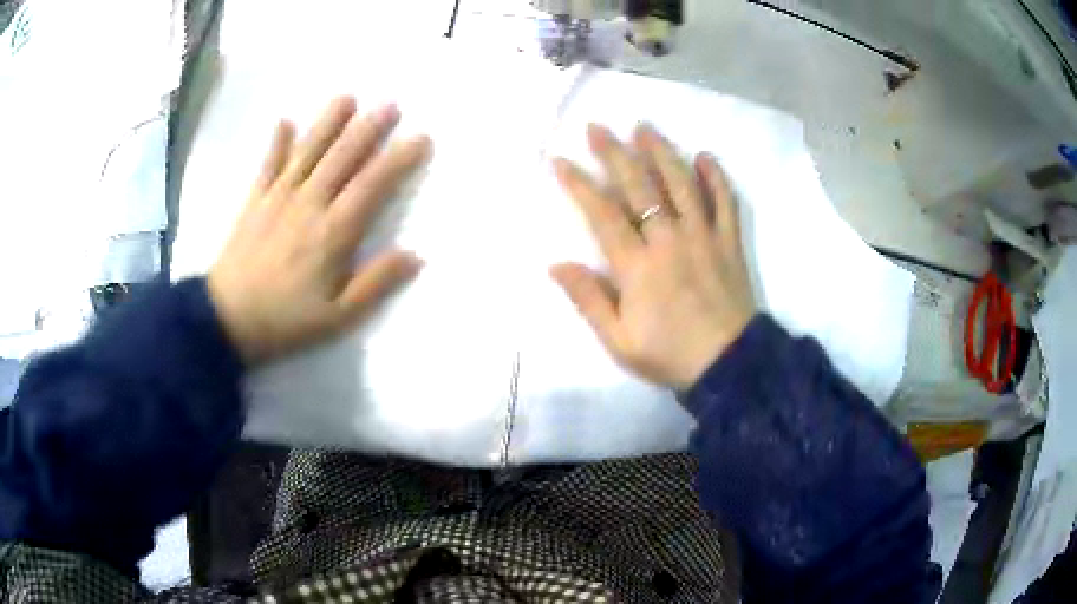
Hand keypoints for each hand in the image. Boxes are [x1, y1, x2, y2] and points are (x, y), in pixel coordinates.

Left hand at [208, 97, 430, 364]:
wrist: (226, 321)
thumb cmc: (285, 321)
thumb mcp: (338, 317)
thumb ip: (376, 284)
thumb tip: (415, 255)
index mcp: (332, 232)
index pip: (372, 185)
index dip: (398, 159)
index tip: (421, 138)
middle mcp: (308, 204)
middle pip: (342, 157)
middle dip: (368, 129)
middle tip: (391, 104)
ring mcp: (277, 198)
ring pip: (308, 152)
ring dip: (328, 123)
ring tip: (347, 98)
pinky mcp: (254, 202)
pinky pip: (267, 165)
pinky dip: (277, 142)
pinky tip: (285, 121)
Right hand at [551, 124, 755, 389]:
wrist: (729, 365)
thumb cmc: (670, 355)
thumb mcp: (619, 341)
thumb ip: (588, 300)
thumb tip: (556, 264)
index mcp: (638, 266)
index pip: (602, 214)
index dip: (579, 184)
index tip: (561, 160)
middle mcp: (669, 240)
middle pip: (640, 187)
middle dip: (615, 153)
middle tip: (598, 127)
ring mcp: (703, 236)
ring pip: (681, 184)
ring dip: (661, 153)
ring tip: (645, 128)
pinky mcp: (729, 242)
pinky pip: (725, 202)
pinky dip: (715, 177)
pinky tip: (704, 156)